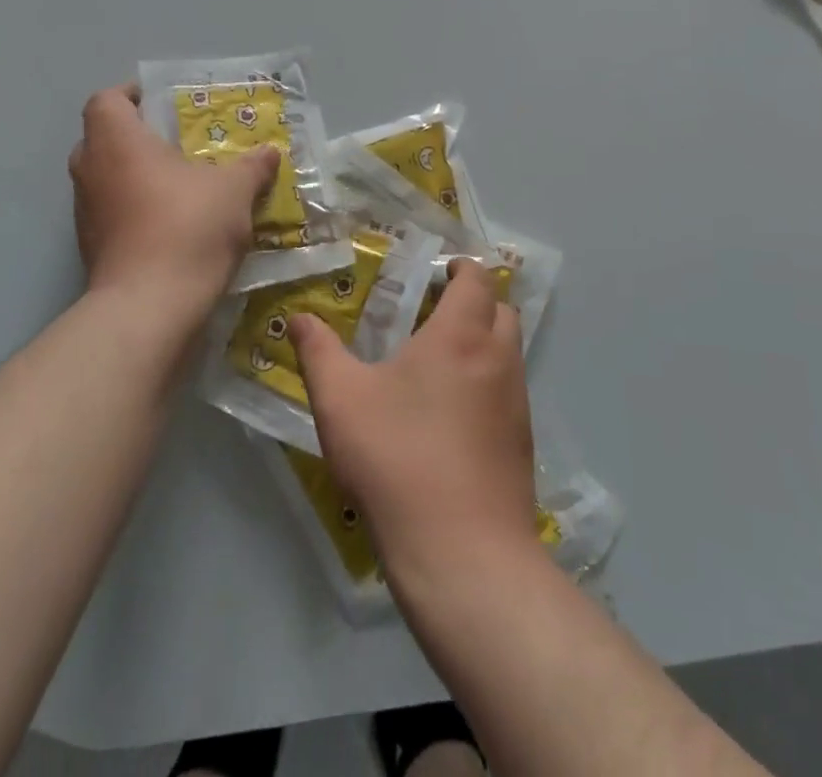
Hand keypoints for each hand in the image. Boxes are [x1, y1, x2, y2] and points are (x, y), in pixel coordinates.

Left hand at [69, 84, 278, 323]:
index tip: (163, 103)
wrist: (149, 308)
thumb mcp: (234, 190)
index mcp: (117, 142)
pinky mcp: (91, 248)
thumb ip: (252, 167)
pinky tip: (173, 223)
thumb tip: (269, 152)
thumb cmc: (188, 227)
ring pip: (106, 178)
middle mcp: (91, 170)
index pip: (107, 99)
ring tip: (180, 184)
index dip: (131, 94)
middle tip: (177, 143)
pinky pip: (112, 212)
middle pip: (102, 137)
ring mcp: (85, 213)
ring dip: (136, 175)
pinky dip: (135, 209)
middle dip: (137, 136)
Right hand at [289, 261, 540, 584]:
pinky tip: (452, 417)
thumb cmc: (399, 459)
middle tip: (434, 313)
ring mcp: (517, 403)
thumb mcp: (342, 402)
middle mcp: (498, 359)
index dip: (462, 268)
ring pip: (508, 351)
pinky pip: (509, 392)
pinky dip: (487, 384)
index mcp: (461, 335)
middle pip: (501, 309)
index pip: (479, 278)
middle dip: (475, 302)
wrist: (463, 554)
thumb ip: (318, 352)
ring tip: (438, 364)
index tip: (438, 273)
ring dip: (483, 343)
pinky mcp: (522, 444)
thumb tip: (300, 318)